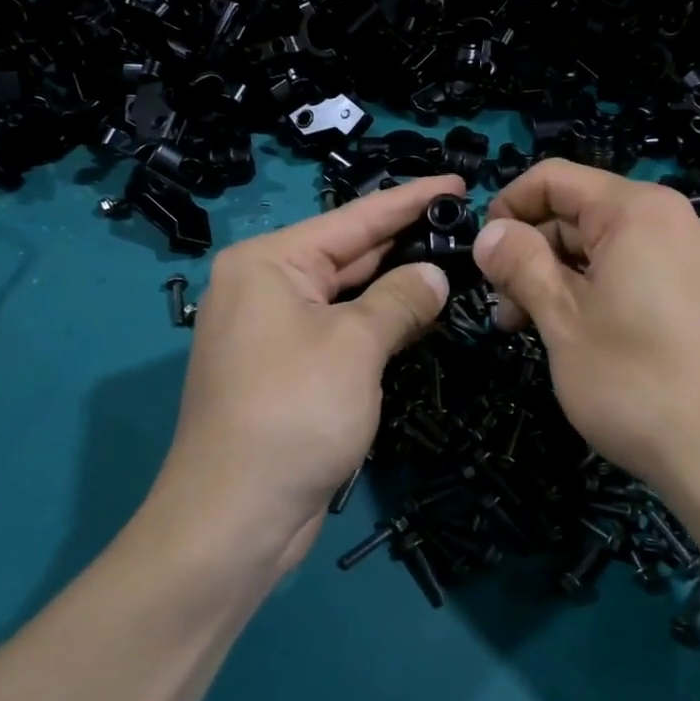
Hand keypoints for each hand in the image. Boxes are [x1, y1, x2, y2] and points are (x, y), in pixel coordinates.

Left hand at [149, 175, 463, 569]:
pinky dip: (378, 321)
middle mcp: (265, 286)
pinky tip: (420, 312)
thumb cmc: (294, 412)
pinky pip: (341, 329)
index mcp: (270, 262)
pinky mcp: (285, 369)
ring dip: (396, 284)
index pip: (356, 218)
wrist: (233, 519)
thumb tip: (435, 275)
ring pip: (347, 294)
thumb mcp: (356, 346)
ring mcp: (273, 330)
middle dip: (406, 241)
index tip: (458, 181)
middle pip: (349, 252)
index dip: (411, 200)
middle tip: (466, 223)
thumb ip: (401, 299)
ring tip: (455, 261)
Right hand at [473, 160, 699, 499]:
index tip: (482, 254)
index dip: (508, 206)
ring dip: (555, 276)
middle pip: (578, 211)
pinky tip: (569, 332)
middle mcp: (669, 219)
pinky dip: (591, 289)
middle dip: (531, 250)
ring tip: (525, 326)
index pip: (554, 178)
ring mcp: (688, 256)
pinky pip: (630, 269)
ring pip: (600, 245)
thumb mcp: (562, 319)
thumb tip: (488, 232)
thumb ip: (520, 264)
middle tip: (502, 305)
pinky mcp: (695, 291)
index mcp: (636, 210)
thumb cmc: (634, 382)